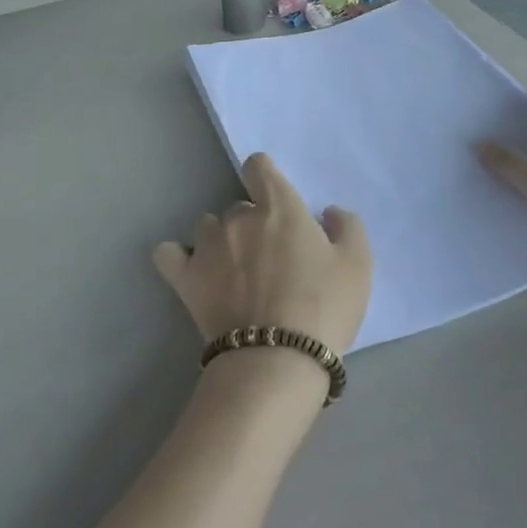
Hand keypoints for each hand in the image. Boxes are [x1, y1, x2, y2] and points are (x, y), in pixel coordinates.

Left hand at [153, 153, 373, 354]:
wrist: (277, 360)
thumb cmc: (324, 307)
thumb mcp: (358, 264)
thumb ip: (346, 226)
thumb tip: (327, 212)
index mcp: (279, 206)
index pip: (258, 166)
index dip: (265, 177)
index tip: (275, 199)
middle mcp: (239, 216)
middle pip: (239, 205)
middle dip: (252, 223)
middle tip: (269, 257)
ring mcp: (207, 246)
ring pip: (207, 226)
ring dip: (220, 240)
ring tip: (234, 270)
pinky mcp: (186, 279)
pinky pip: (168, 254)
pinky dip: (179, 257)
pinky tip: (192, 270)